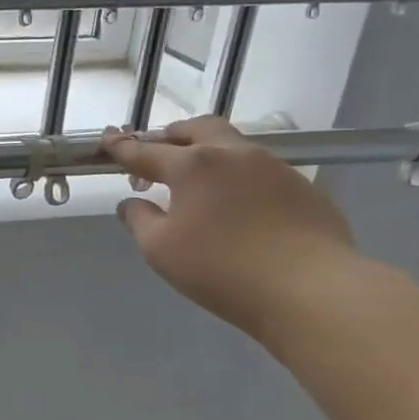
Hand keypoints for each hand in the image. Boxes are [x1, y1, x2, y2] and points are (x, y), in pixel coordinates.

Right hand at [102, 116, 358, 340]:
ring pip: (233, 147)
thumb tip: (131, 203)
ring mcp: (275, 168)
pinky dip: (238, 179)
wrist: (311, 290)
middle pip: (197, 129)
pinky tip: (238, 209)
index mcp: (193, 165)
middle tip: (157, 155)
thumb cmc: (222, 269)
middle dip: (172, 136)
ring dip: (208, 155)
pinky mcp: (304, 189)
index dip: (122, 147)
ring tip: (198, 184)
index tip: (106, 141)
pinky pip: (261, 173)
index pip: (146, 151)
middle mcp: (234, 155)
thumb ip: (139, 220)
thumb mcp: (160, 250)